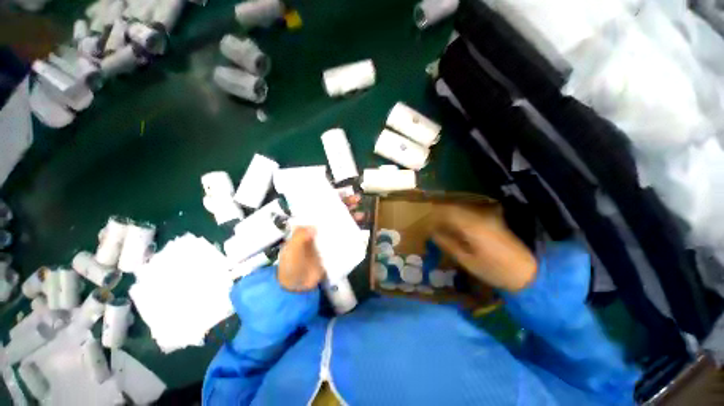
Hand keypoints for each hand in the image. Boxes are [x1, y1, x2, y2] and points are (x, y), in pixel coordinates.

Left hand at [277, 193, 363, 290]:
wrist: (297, 287)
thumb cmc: (291, 265)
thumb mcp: (292, 251)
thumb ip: (299, 238)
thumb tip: (314, 227)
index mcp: (307, 224)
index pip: (319, 207)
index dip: (330, 199)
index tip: (341, 193)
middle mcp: (318, 228)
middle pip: (333, 213)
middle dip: (345, 205)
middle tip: (357, 200)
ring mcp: (327, 238)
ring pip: (341, 223)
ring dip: (351, 217)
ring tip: (361, 214)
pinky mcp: (334, 248)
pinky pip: (344, 237)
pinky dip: (352, 232)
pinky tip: (360, 229)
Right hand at [431, 204, 536, 291]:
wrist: (528, 273)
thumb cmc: (494, 270)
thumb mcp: (467, 260)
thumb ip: (448, 244)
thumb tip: (433, 232)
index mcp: (472, 226)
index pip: (447, 211)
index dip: (433, 214)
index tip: (424, 220)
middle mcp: (480, 216)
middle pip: (454, 208)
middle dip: (439, 213)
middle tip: (429, 222)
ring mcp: (488, 217)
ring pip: (462, 209)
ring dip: (448, 214)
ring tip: (439, 224)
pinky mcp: (493, 220)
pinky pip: (470, 214)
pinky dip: (458, 217)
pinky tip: (454, 227)